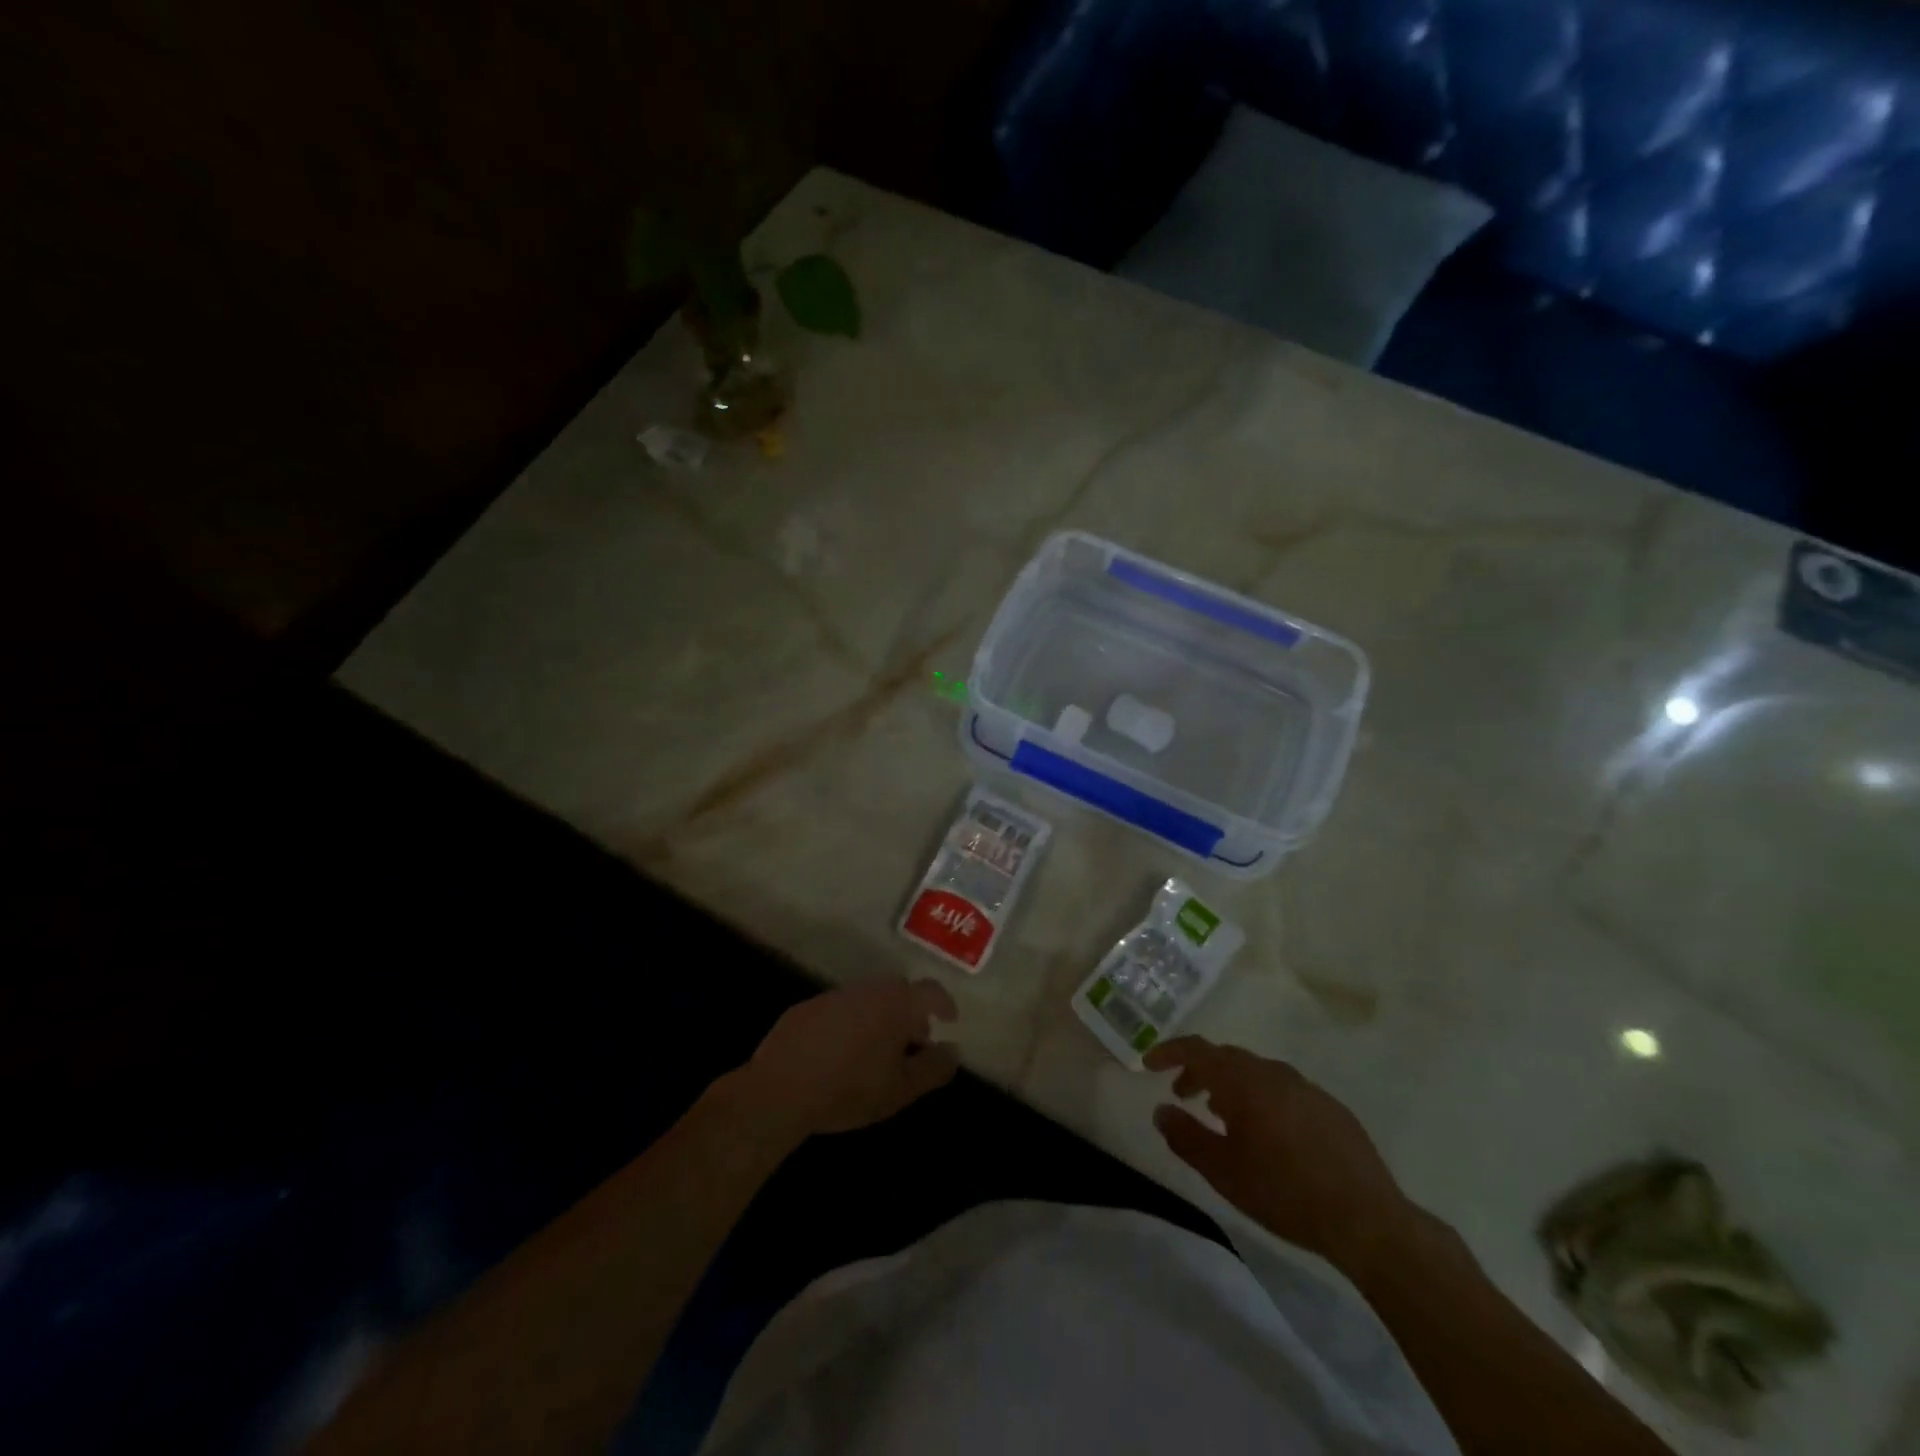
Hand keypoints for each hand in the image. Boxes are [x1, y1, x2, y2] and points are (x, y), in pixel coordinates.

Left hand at [738, 976, 960, 1140]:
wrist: (780, 1089)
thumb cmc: (850, 1089)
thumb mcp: (900, 1089)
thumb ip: (933, 1068)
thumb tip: (953, 1050)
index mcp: (895, 1004)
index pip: (930, 991)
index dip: (943, 1003)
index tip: (948, 1020)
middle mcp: (867, 989)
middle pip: (898, 991)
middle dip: (910, 1012)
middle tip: (913, 1040)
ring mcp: (834, 995)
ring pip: (868, 998)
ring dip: (879, 1016)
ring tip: (877, 1049)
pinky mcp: (807, 1007)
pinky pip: (840, 1008)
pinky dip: (850, 1022)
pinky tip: (841, 1052)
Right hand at [1146, 1036, 1412, 1271]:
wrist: (1367, 1220)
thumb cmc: (1284, 1192)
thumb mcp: (1223, 1172)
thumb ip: (1186, 1137)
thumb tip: (1161, 1111)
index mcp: (1244, 1080)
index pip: (1197, 1049)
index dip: (1169, 1052)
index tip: (1148, 1065)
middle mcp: (1274, 1072)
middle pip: (1227, 1058)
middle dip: (1200, 1072)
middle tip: (1183, 1095)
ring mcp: (1307, 1088)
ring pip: (1257, 1073)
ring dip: (1232, 1086)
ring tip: (1222, 1116)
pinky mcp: (1331, 1109)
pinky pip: (1285, 1091)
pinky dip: (1263, 1099)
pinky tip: (1268, 1134)